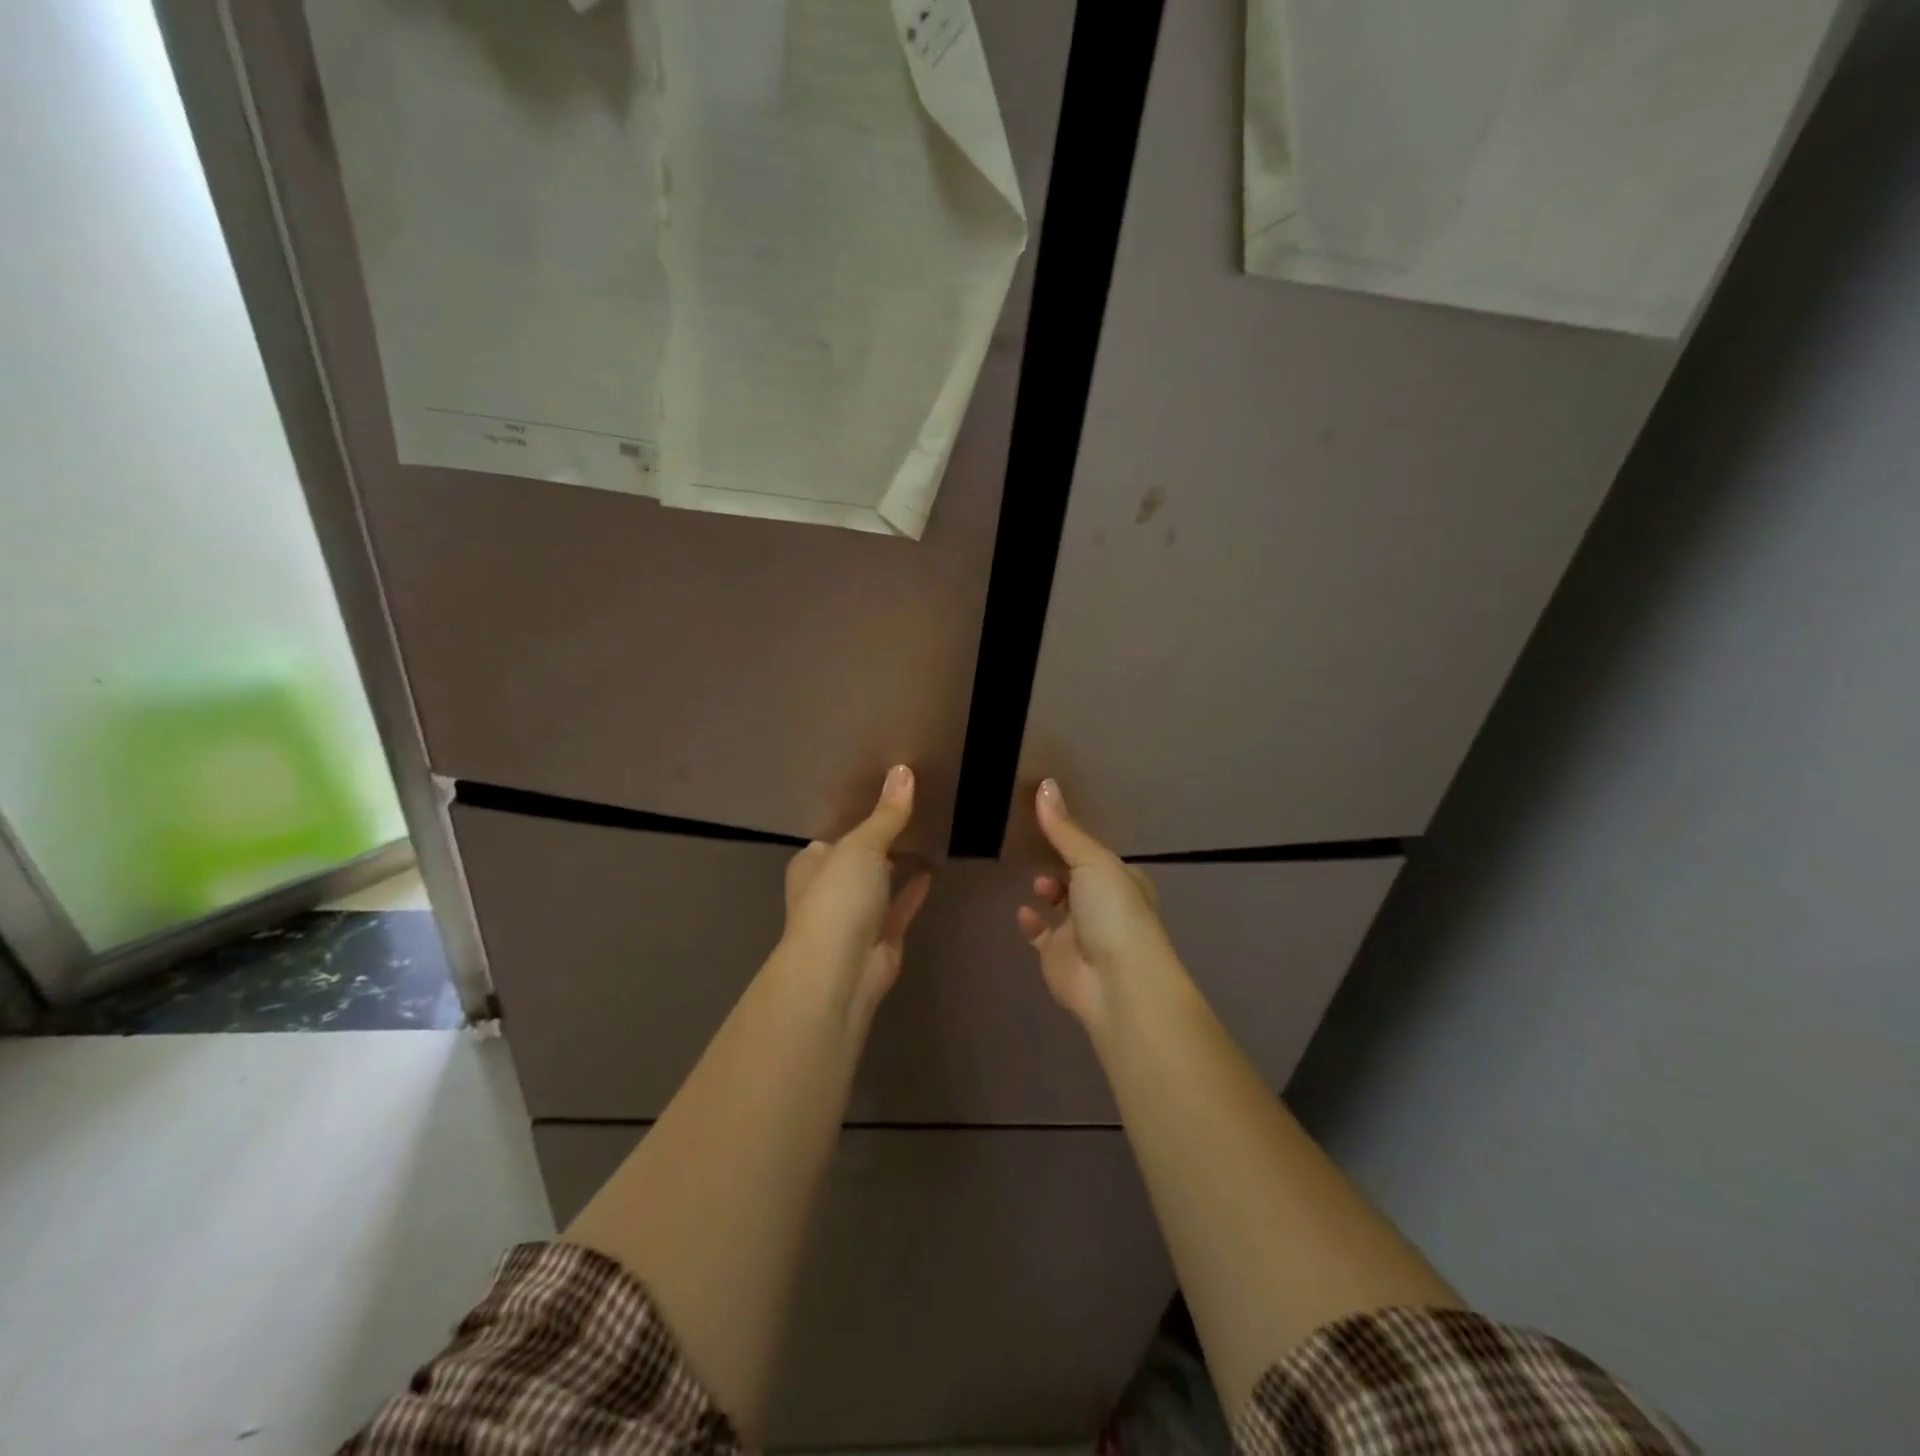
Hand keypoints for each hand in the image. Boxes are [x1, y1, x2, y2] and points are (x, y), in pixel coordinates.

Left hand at [781, 765, 932, 1017]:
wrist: (840, 970)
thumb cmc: (838, 897)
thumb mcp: (863, 845)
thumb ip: (887, 814)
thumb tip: (904, 770)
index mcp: (812, 865)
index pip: (832, 837)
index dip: (854, 820)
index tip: (882, 800)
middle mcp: (829, 890)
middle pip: (857, 861)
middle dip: (878, 843)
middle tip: (911, 813)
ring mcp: (854, 918)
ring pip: (878, 885)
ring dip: (896, 867)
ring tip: (926, 837)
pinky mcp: (881, 939)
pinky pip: (899, 908)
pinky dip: (913, 891)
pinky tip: (931, 871)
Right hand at [1017, 779, 1181, 1025]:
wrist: (1117, 984)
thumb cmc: (1114, 913)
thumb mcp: (1092, 861)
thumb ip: (1064, 829)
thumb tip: (1044, 783)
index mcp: (1123, 880)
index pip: (1099, 855)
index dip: (1079, 841)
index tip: (1052, 822)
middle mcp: (1105, 905)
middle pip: (1079, 879)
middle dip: (1062, 866)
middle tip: (1036, 848)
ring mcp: (1082, 933)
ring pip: (1061, 906)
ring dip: (1048, 891)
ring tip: (1034, 879)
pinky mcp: (1059, 957)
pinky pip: (1041, 935)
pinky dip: (1032, 922)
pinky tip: (1022, 910)